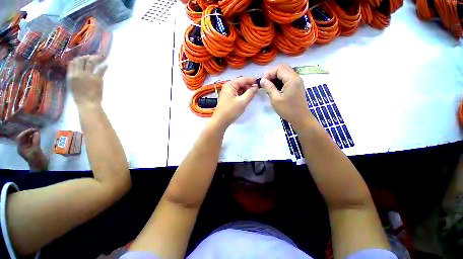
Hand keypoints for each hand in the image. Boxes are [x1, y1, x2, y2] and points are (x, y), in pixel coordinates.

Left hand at [17, 129, 47, 171]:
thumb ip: (36, 141)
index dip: (26, 132)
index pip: (21, 137)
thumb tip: (37, 132)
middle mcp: (23, 146)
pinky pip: (32, 140)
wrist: (40, 167)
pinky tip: (38, 135)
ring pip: (28, 138)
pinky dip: (35, 137)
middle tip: (37, 130)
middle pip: (24, 137)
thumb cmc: (37, 159)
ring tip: (38, 132)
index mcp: (21, 147)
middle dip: (29, 133)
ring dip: (32, 134)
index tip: (34, 130)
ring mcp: (28, 147)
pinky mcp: (33, 147)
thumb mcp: (36, 150)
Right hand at [67, 55, 107, 108]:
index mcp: (71, 75)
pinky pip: (101, 70)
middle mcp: (78, 73)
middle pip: (82, 60)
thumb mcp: (73, 85)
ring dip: (97, 58)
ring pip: (91, 62)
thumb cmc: (80, 97)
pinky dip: (104, 66)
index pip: (73, 62)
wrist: (88, 104)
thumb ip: (74, 76)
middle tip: (94, 57)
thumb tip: (78, 69)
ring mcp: (88, 76)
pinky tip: (106, 64)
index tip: (85, 57)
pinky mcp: (97, 79)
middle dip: (88, 56)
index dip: (79, 58)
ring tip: (102, 57)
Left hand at [211, 77, 258, 128]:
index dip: (252, 81)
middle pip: (241, 83)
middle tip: (258, 90)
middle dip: (249, 86)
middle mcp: (228, 86)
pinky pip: (237, 93)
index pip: (243, 79)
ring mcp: (227, 92)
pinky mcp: (228, 98)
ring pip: (239, 89)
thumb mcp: (243, 101)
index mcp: (230, 85)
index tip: (261, 83)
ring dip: (246, 91)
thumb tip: (256, 87)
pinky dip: (243, 95)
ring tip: (254, 94)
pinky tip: (247, 97)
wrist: (221, 121)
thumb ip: (250, 93)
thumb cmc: (231, 111)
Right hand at [260, 63, 311, 126]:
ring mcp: (297, 81)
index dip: (268, 73)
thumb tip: (262, 80)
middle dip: (271, 74)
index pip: (279, 68)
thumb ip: (269, 87)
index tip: (262, 83)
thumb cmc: (287, 109)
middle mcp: (296, 77)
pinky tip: (274, 88)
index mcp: (292, 79)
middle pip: (282, 68)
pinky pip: (286, 78)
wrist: (300, 118)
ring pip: (284, 72)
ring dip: (275, 77)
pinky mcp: (296, 85)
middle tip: (265, 83)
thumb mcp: (275, 99)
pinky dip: (279, 80)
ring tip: (268, 86)